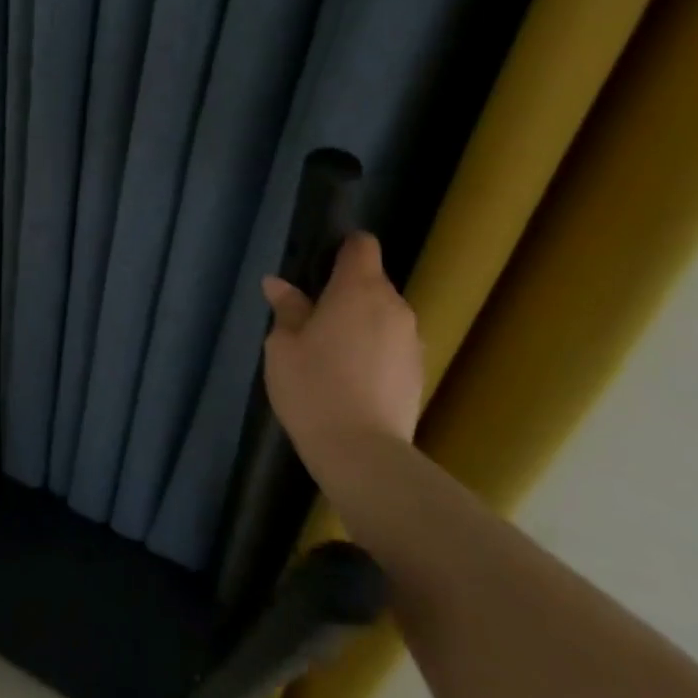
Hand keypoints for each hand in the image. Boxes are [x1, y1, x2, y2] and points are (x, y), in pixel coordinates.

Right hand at [262, 233, 421, 468]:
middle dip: (345, 291)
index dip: (342, 248)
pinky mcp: (418, 370)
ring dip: (360, 321)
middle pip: (372, 281)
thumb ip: (287, 309)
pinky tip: (351, 377)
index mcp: (359, 290)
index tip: (318, 266)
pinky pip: (391, 343)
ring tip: (331, 351)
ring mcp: (412, 339)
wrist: (362, 451)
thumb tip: (279, 284)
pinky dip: (373, 348)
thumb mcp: (283, 346)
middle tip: (312, 317)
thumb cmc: (313, 387)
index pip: (362, 246)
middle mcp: (394, 306)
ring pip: (383, 314)